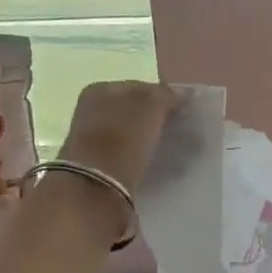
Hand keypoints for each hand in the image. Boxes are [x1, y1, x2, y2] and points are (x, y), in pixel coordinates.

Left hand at [57, 80, 179, 195]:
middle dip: (153, 120)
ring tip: (167, 151)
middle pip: (131, 111)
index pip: (139, 87)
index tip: (181, 113)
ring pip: (127, 133)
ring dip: (145, 139)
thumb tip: (178, 95)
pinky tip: (151, 164)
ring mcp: (89, 139)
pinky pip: (123, 154)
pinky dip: (137, 157)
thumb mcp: (150, 105)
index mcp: (100, 88)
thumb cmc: (123, 136)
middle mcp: (90, 109)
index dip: (162, 98)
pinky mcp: (94, 166)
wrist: (96, 185)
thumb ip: (165, 95)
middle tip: (177, 132)